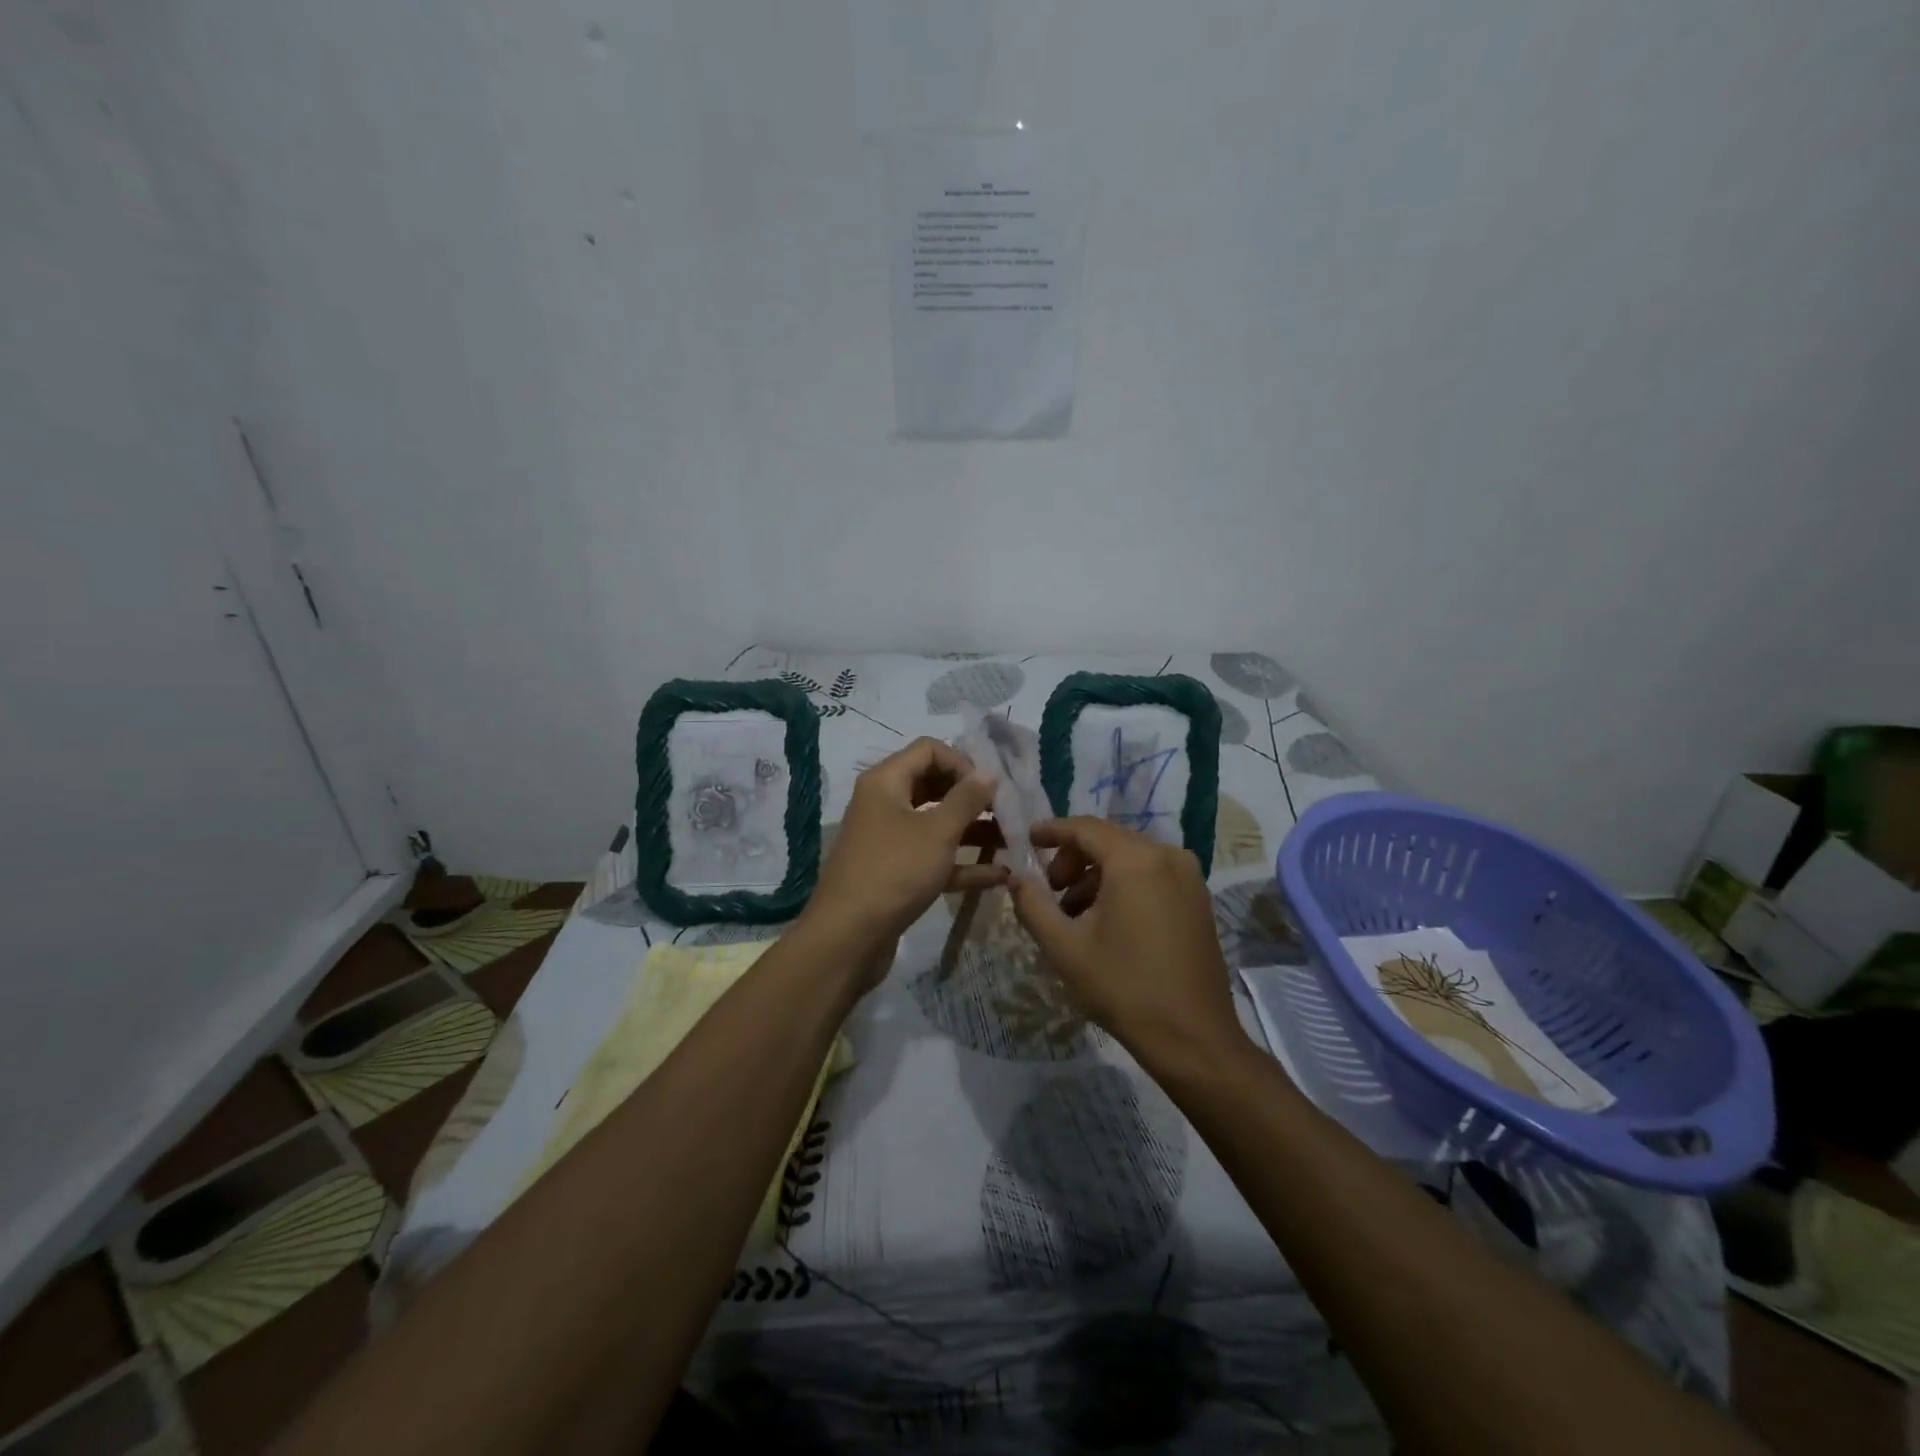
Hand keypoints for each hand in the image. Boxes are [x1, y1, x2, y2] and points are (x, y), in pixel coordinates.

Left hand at [805, 738, 1008, 955]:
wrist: (848, 938)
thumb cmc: (894, 871)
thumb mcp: (938, 831)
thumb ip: (967, 799)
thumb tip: (989, 772)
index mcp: (886, 782)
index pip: (929, 750)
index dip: (963, 762)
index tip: (990, 788)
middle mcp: (884, 804)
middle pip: (934, 785)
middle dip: (972, 797)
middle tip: (1007, 813)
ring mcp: (889, 841)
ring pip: (936, 825)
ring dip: (973, 831)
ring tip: (1012, 842)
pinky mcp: (895, 874)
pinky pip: (933, 859)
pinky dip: (962, 864)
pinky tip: (999, 876)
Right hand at [1009, 818, 1242, 1069]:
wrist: (1192, 1038)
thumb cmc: (1124, 987)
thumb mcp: (1064, 948)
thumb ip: (1032, 904)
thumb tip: (1015, 876)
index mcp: (1135, 860)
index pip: (1084, 828)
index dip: (1051, 831)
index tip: (1026, 840)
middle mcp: (1167, 855)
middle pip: (1108, 839)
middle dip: (1072, 858)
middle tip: (1049, 890)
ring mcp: (1189, 876)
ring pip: (1130, 857)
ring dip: (1096, 875)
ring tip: (1075, 914)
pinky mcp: (1198, 898)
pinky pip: (1152, 874)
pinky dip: (1123, 885)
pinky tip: (1108, 922)